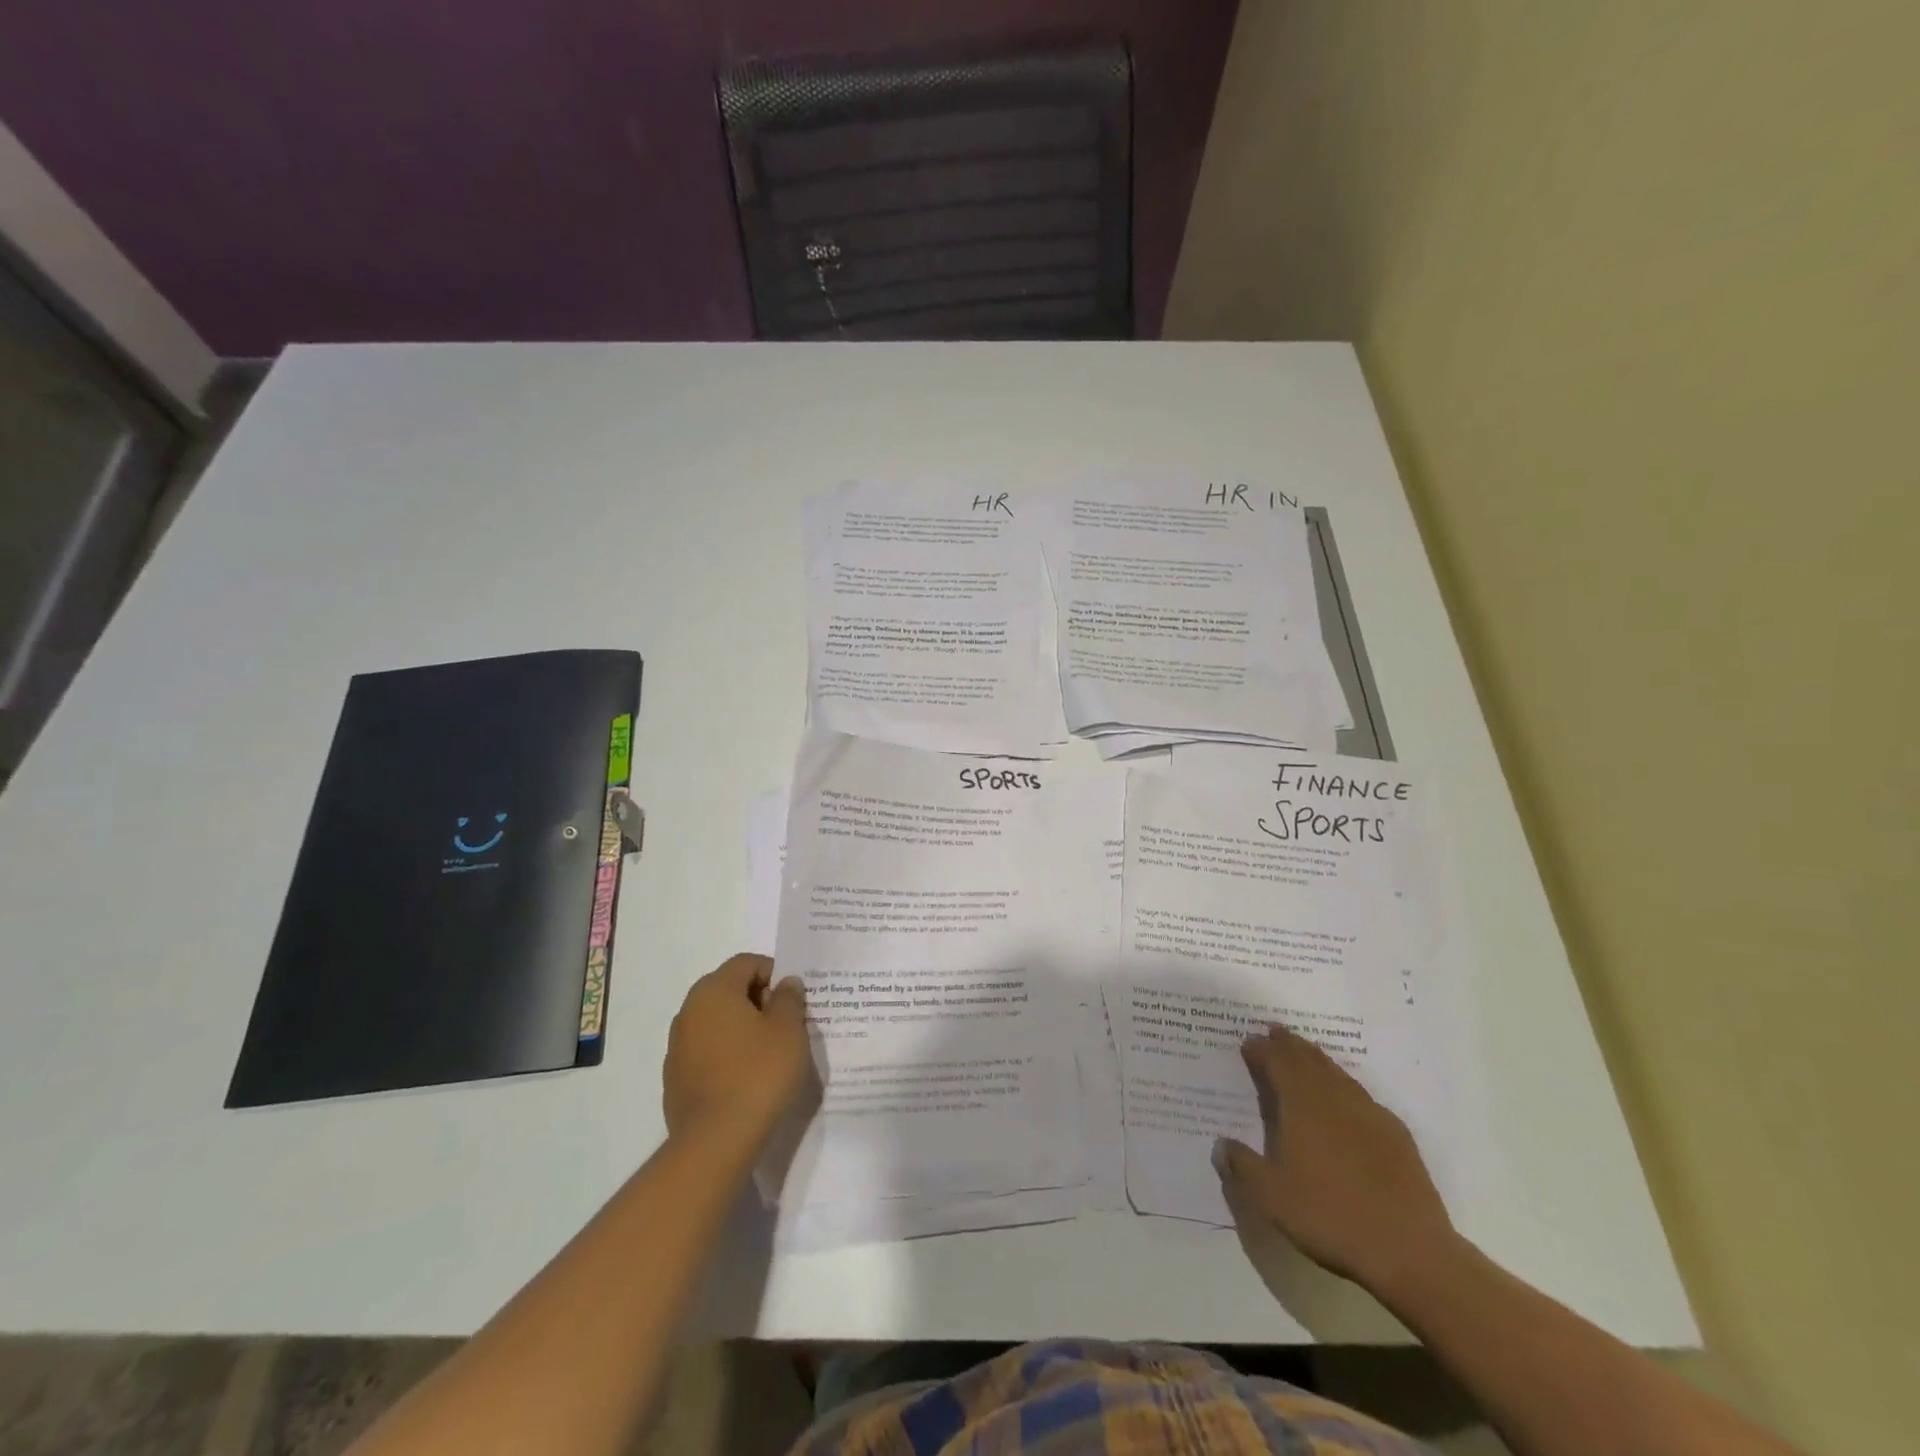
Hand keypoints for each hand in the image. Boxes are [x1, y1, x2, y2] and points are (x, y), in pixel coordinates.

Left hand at [663, 954, 811, 1147]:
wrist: (716, 1141)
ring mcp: (677, 1047)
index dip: (774, 973)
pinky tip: (746, 1078)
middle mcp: (689, 1011)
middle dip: (758, 1000)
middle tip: (786, 1024)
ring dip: (741, 1028)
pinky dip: (727, 1054)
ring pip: (716, 1022)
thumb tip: (785, 983)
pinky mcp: (674, 1079)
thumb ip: (789, 999)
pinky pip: (707, 1052)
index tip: (793, 999)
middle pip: (728, 990)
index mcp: (714, 990)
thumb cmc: (758, 1073)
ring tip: (768, 1053)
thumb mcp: (789, 1030)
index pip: (746, 963)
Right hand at [1214, 1023, 1454, 1296]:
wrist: (1410, 1251)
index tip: (1248, 1042)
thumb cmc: (1330, 1216)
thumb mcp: (1271, 1196)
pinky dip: (1346, 1087)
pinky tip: (1347, 1100)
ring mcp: (1370, 1114)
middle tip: (1276, 1032)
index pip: (1278, 1063)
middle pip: (1309, 1060)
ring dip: (1317, 1060)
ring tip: (1306, 1054)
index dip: (1261, 1050)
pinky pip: (1362, 1096)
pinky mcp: (1397, 1136)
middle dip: (1289, 1045)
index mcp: (1302, 1105)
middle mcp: (1335, 1098)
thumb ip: (1242, 1165)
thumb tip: (1220, 1144)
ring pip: (1337, 1073)